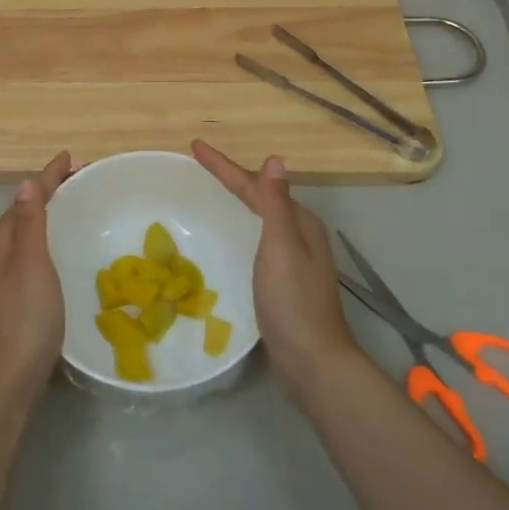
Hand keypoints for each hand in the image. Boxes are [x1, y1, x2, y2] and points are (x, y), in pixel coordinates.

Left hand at [0, 151, 70, 408]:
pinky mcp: (17, 300)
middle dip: (50, 193)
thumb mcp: (30, 264)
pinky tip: (66, 252)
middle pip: (26, 214)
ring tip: (77, 207)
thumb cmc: (23, 317)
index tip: (70, 156)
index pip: (26, 199)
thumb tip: (27, 183)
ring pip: (29, 236)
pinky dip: (51, 241)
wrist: (8, 379)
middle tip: (82, 180)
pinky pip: (35, 256)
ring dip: (51, 217)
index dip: (48, 177)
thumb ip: (29, 223)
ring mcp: (5, 280)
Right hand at [191, 140, 357, 396]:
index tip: (195, 147)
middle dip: (232, 179)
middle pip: (260, 198)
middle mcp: (299, 236)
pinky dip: (240, 228)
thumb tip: (275, 158)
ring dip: (237, 202)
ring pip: (259, 220)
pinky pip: (256, 241)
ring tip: (213, 192)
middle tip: (201, 164)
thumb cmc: (293, 302)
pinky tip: (230, 237)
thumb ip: (276, 204)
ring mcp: (293, 260)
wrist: (312, 362)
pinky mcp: (283, 282)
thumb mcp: (282, 247)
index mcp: (300, 223)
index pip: (256, 186)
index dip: (225, 167)